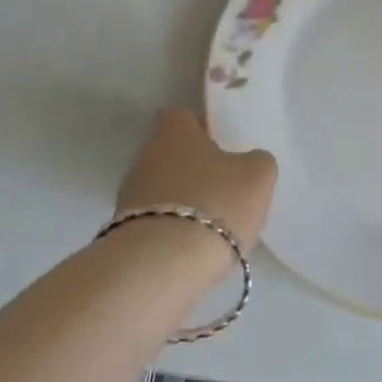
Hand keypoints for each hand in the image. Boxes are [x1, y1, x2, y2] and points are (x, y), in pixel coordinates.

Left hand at [116, 109, 276, 253]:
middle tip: (226, 190)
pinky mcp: (124, 230)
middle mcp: (144, 154)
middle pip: (173, 154)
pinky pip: (156, 221)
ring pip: (164, 189)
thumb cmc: (214, 203)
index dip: (205, 130)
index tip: (226, 150)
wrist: (163, 265)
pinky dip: (173, 231)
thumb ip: (257, 161)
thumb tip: (249, 163)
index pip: (184, 116)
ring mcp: (129, 194)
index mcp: (172, 129)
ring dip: (185, 202)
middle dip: (196, 169)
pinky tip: (195, 248)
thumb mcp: (257, 176)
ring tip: (215, 226)